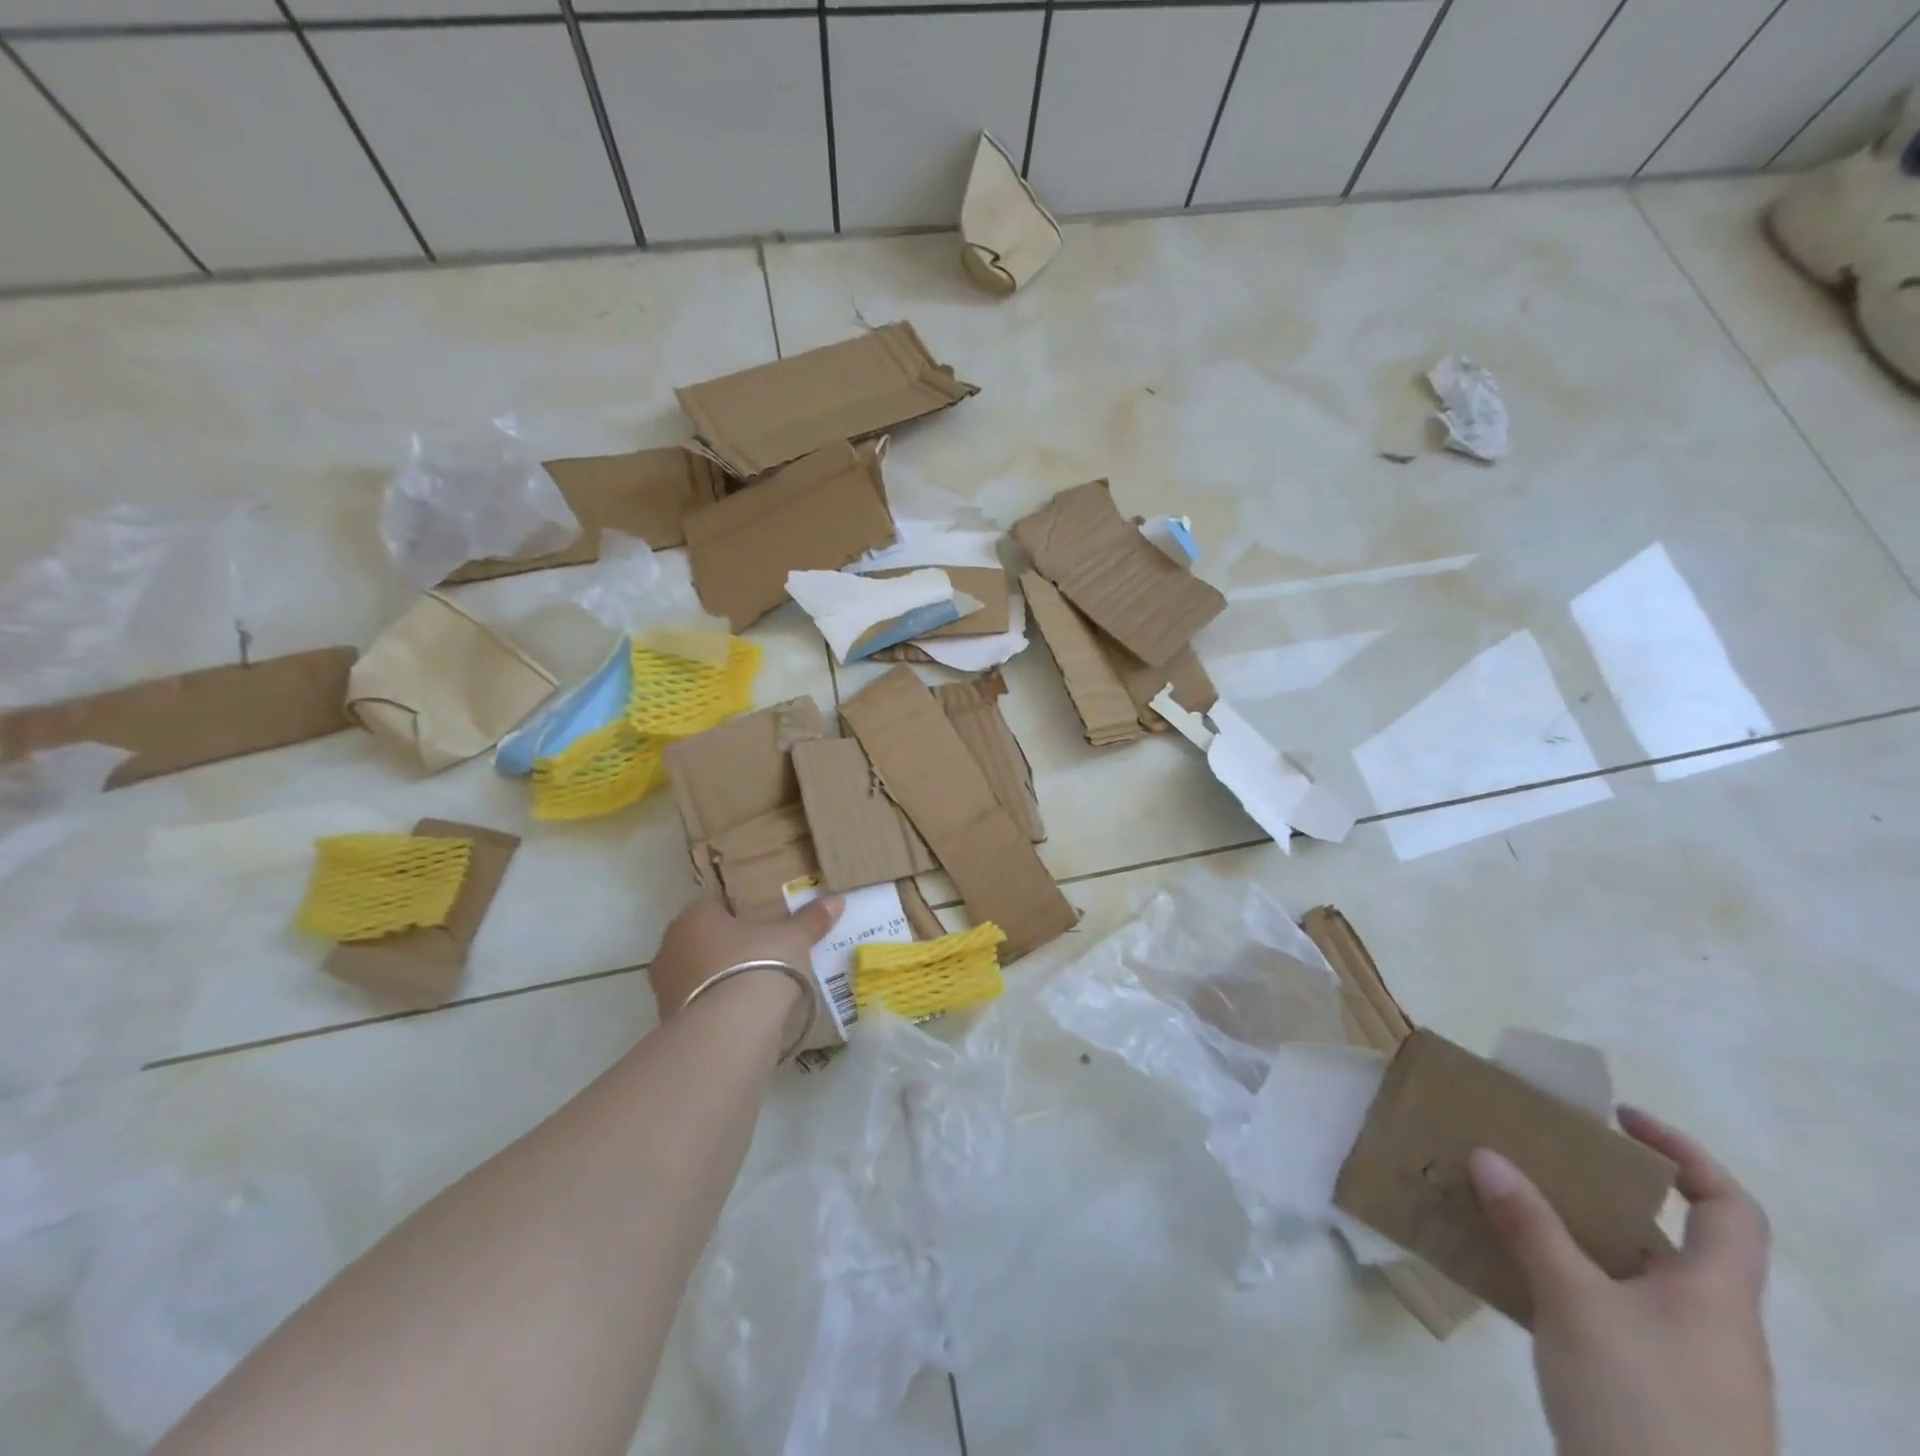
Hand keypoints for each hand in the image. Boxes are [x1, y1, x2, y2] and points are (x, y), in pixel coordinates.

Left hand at [648, 894, 844, 1019]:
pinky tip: (738, 1016)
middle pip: (700, 940)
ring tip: (751, 989)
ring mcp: (664, 987)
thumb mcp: (793, 939)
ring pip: (694, 974)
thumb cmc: (759, 964)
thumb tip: (836, 901)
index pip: (712, 905)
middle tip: (759, 955)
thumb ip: (810, 920)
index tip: (759, 924)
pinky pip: (696, 1005)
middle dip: (724, 947)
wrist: (730, 1028)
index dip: (736, 913)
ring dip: (716, 979)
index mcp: (694, 916)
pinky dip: (714, 1007)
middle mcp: (670, 946)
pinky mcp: (668, 1022)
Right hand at [1468, 1107, 1773, 1455]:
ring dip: (1571, 1230)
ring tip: (1507, 1201)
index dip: (1683, 1153)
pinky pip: (1605, 1306)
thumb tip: (1487, 1154)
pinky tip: (1511, 1269)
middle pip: (1665, 1233)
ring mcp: (1679, 1360)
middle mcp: (1707, 1322)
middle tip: (1537, 1155)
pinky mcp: (1646, 1388)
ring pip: (1627, 1271)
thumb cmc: (1641, 1405)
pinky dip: (1562, 1275)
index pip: (1728, 1207)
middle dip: (1601, 1187)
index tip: (1619, 1118)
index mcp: (1715, 1295)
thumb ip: (1530, 1225)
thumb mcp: (1575, 1304)